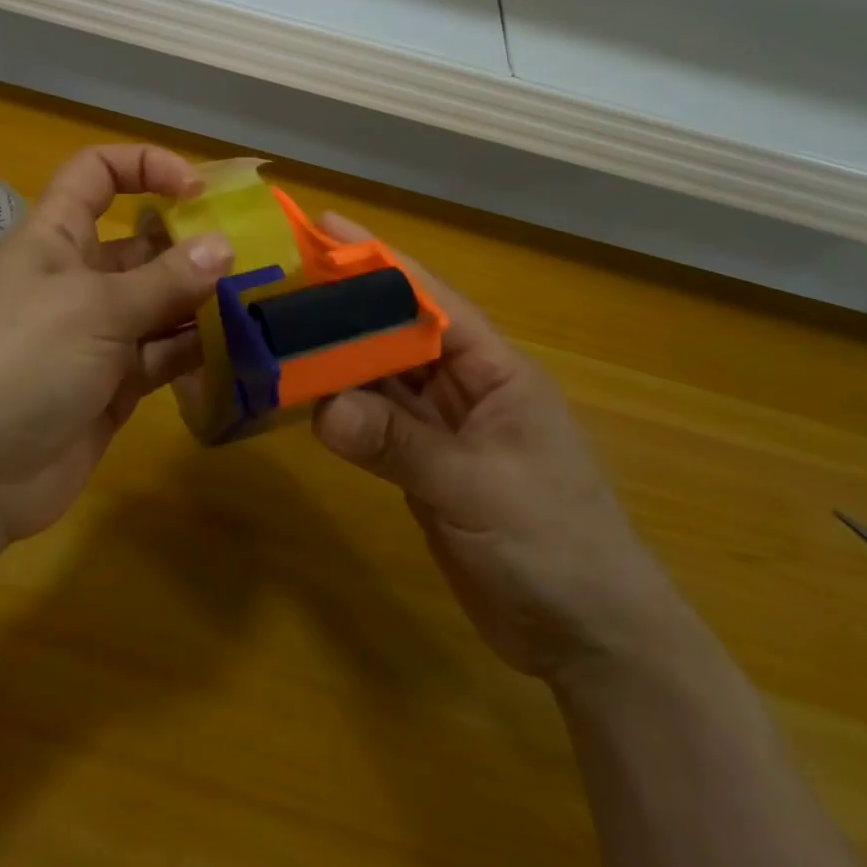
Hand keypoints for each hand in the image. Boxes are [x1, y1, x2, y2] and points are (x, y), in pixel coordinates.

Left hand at [0, 145, 232, 545]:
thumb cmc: (20, 363)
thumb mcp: (94, 309)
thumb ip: (163, 280)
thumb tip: (223, 245)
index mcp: (56, 237)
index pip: (97, 174)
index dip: (145, 166)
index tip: (198, 191)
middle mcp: (78, 278)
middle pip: (142, 243)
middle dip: (192, 244)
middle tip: (253, 257)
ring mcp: (97, 334)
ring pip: (160, 302)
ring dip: (203, 300)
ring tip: (258, 302)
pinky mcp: (114, 384)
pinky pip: (164, 355)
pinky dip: (197, 350)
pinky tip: (238, 349)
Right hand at [311, 214, 687, 681]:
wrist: (590, 639)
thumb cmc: (557, 547)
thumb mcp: (480, 488)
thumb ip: (401, 445)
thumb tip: (324, 408)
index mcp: (495, 370)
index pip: (429, 300)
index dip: (378, 261)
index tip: (325, 226)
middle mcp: (465, 388)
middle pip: (395, 335)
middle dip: (344, 308)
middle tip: (280, 282)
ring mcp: (443, 429)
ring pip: (380, 380)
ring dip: (336, 361)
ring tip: (276, 333)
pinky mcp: (424, 468)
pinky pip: (376, 425)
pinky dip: (342, 413)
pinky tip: (302, 400)